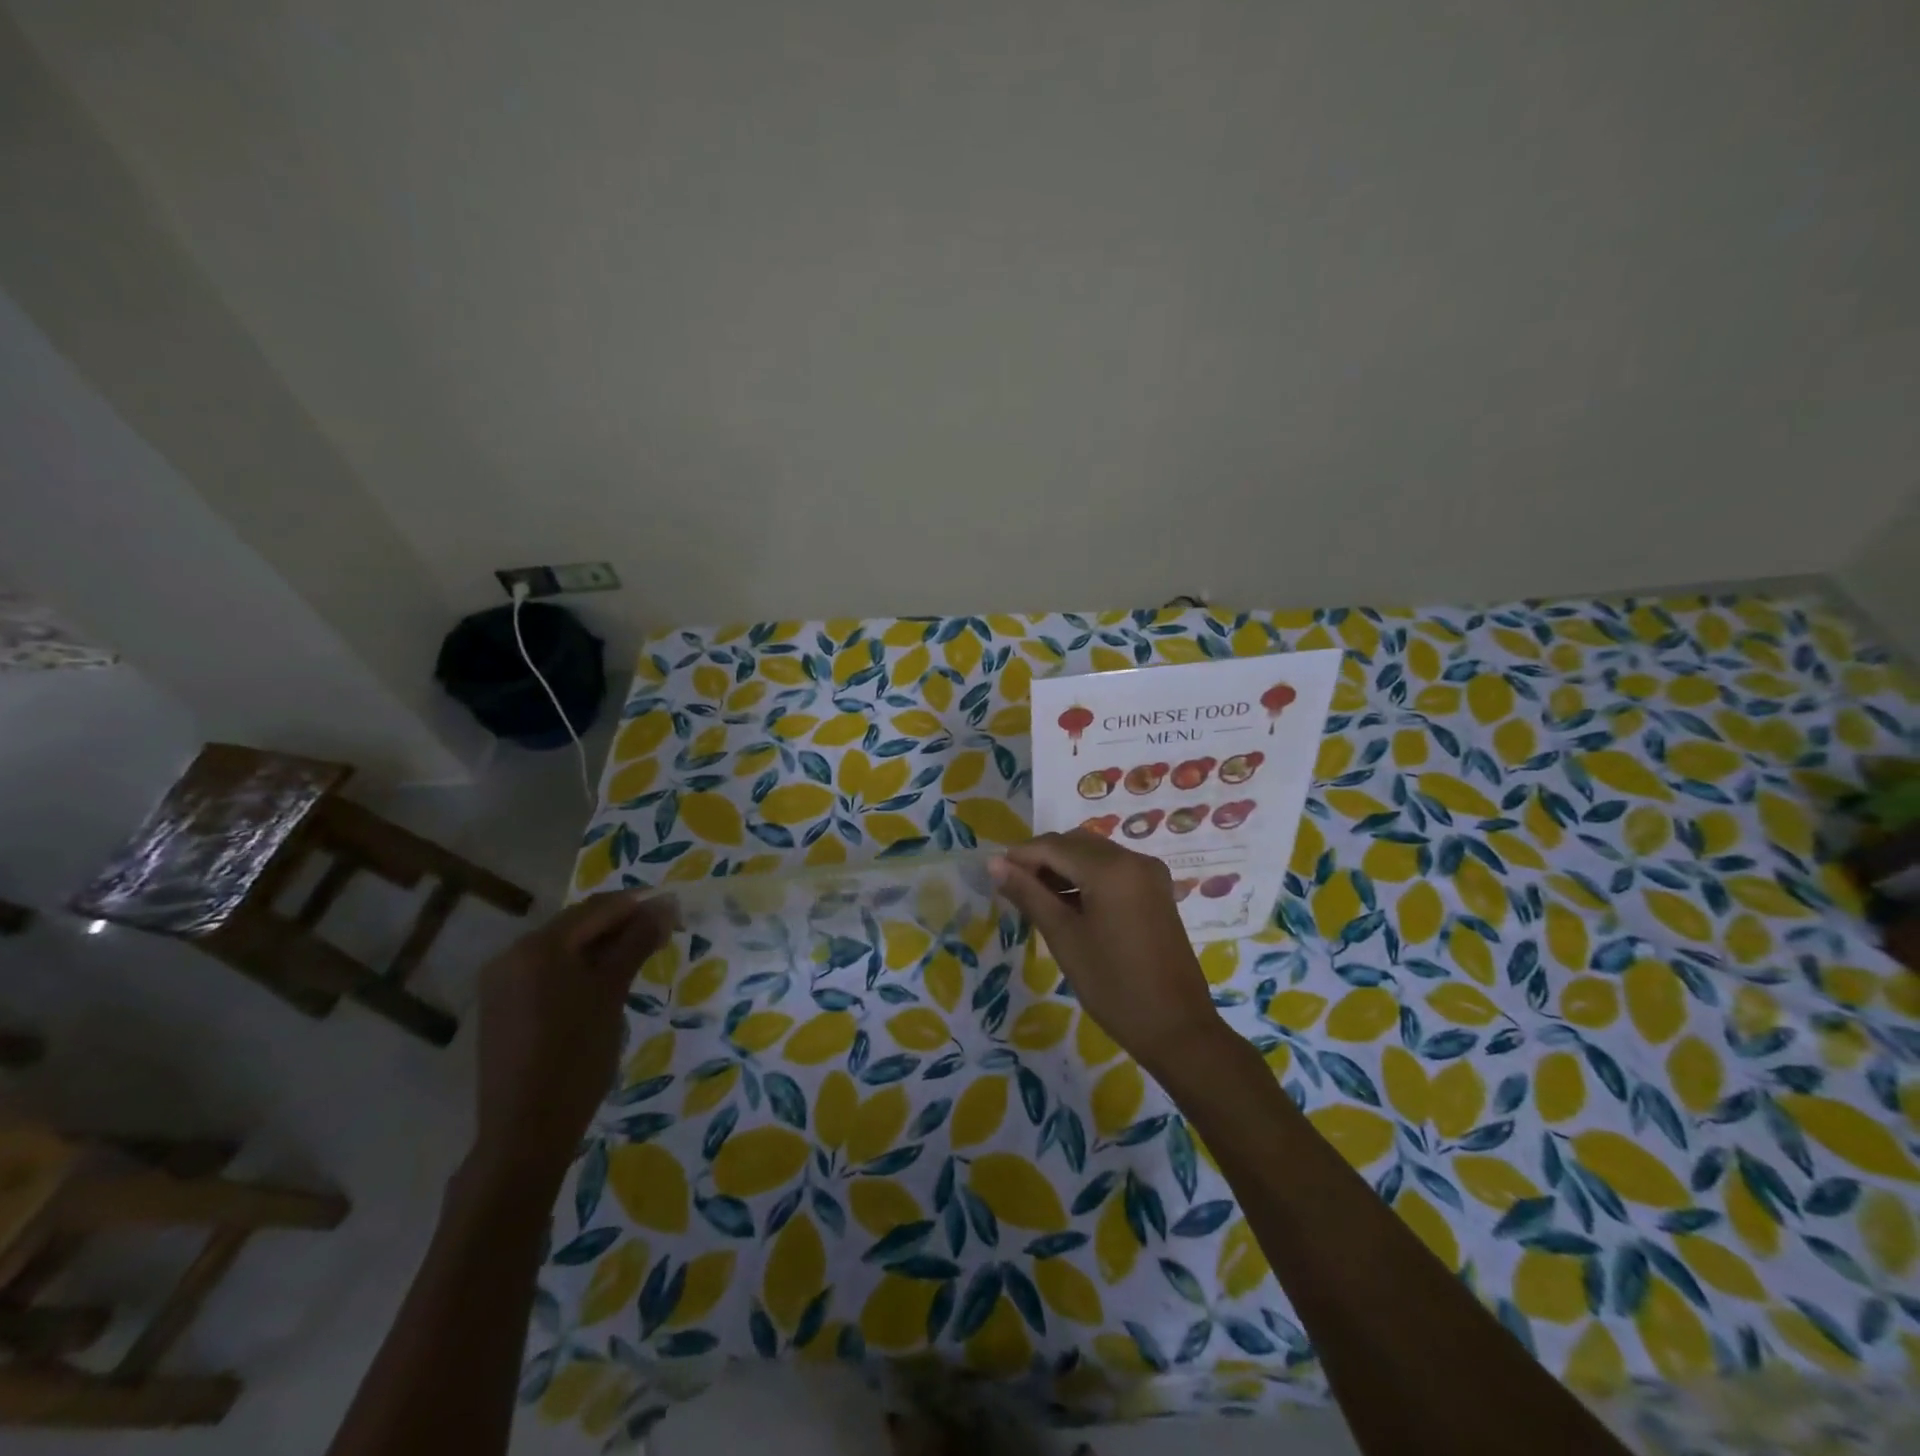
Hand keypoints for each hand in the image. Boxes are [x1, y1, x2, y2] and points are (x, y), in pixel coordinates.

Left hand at [469, 893, 674, 1188]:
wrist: (526, 1131)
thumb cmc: (577, 1055)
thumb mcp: (613, 992)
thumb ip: (638, 941)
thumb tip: (666, 903)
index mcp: (539, 945)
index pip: (599, 908)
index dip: (641, 906)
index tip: (677, 913)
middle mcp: (513, 953)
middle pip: (579, 924)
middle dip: (622, 926)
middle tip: (663, 937)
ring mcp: (502, 980)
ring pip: (564, 948)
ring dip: (603, 947)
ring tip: (640, 959)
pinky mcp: (502, 1005)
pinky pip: (548, 971)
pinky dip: (579, 969)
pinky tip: (604, 985)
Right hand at [990, 832, 1223, 1075]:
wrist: (1176, 1027)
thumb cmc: (1113, 985)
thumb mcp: (1064, 937)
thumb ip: (1029, 894)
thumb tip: (995, 864)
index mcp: (1111, 868)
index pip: (1054, 845)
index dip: (1020, 856)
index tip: (995, 874)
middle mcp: (1134, 859)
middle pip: (1075, 844)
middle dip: (1042, 859)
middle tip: (1013, 888)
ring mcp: (1149, 874)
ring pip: (1094, 854)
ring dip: (1064, 867)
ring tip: (1036, 898)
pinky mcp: (1156, 891)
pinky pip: (1113, 869)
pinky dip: (1087, 877)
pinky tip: (1068, 903)